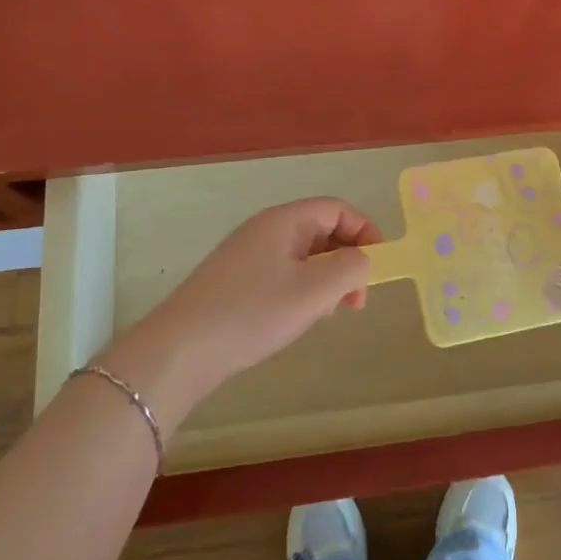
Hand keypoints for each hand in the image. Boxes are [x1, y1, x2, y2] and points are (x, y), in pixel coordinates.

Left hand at [103, 198, 382, 417]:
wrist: (181, 349)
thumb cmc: (253, 313)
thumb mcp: (314, 291)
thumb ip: (350, 268)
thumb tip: (362, 261)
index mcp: (284, 220)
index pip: (337, 209)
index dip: (365, 231)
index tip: (379, 267)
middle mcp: (265, 229)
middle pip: (321, 230)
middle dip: (347, 261)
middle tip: (356, 300)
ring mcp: (247, 254)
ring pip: (303, 255)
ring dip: (326, 280)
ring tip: (328, 314)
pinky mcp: (235, 281)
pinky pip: (282, 273)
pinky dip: (302, 290)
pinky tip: (298, 320)